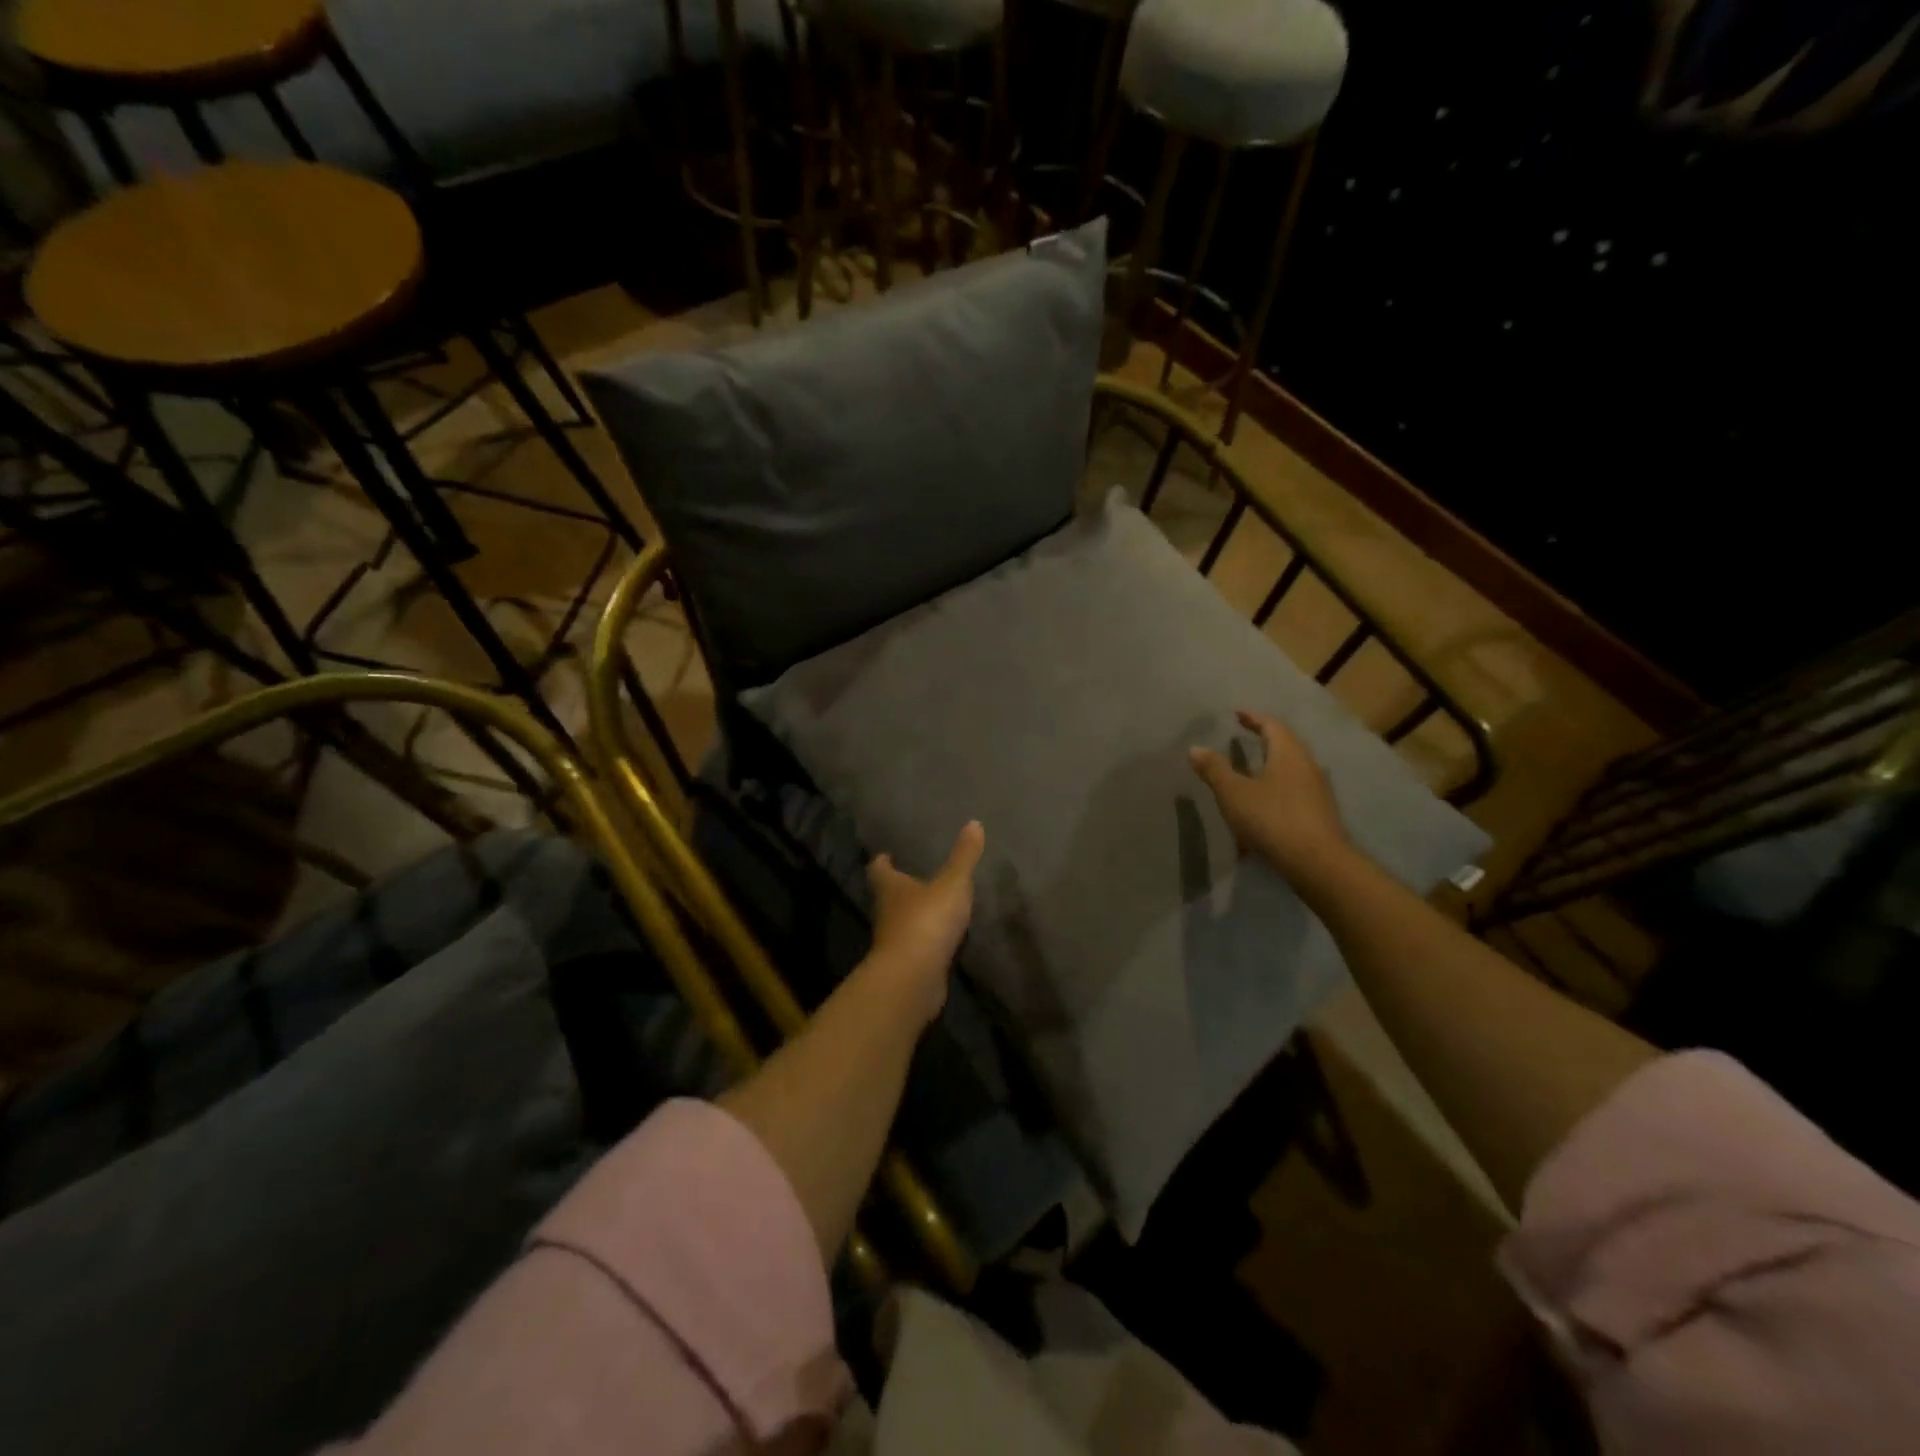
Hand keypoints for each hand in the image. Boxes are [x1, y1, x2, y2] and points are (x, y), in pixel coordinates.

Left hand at [865, 820, 985, 1024]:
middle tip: (913, 877)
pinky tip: (942, 938)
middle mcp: (886, 913)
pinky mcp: (907, 966)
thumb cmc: (927, 920)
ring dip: (913, 914)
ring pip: (901, 922)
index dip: (882, 862)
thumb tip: (974, 822)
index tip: (885, 855)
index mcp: (891, 888)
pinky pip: (917, 947)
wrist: (913, 977)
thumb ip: (964, 856)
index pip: (879, 870)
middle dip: (899, 887)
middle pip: (888, 896)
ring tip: (932, 905)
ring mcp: (895, 942)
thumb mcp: (952, 883)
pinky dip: (926, 941)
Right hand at [1190, 709, 1349, 878]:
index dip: (1253, 718)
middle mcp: (1308, 766)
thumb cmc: (1272, 819)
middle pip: (1286, 745)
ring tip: (1252, 771)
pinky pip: (1295, 791)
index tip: (1238, 714)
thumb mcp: (1234, 793)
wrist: (1316, 863)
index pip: (1272, 725)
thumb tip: (1196, 748)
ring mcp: (1317, 791)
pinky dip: (1277, 789)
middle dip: (1265, 740)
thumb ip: (1215, 770)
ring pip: (1292, 769)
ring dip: (1271, 766)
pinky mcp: (1320, 813)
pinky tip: (1264, 805)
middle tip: (1246, 738)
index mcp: (1288, 753)